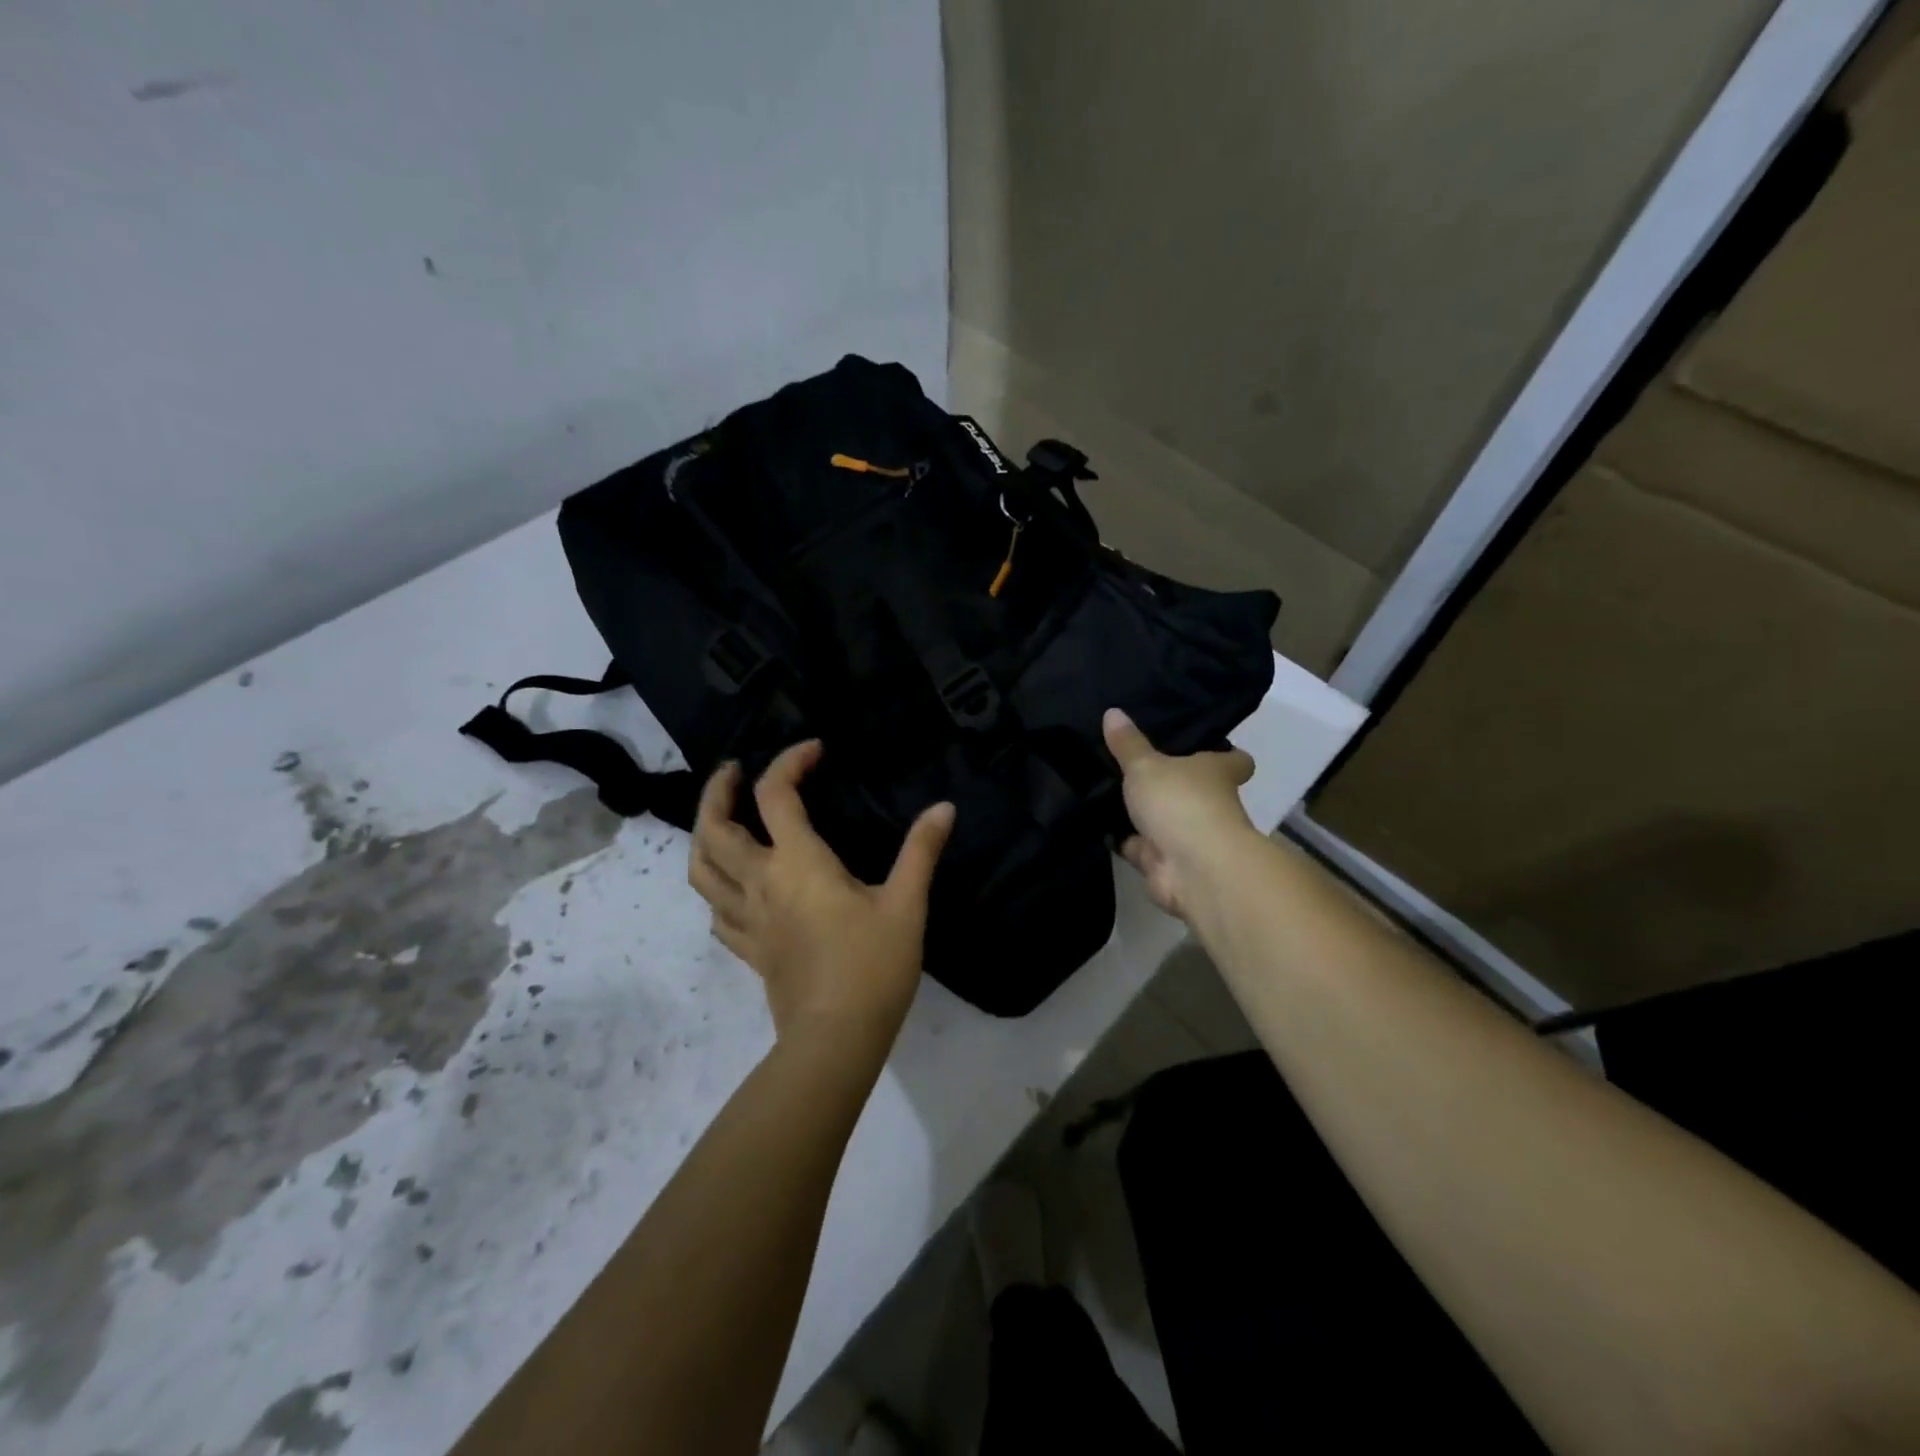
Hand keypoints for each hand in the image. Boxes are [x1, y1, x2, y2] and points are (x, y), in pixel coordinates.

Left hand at [689, 741, 955, 1046]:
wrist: (836, 1039)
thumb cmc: (873, 966)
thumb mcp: (905, 904)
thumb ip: (921, 851)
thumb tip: (943, 808)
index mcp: (797, 863)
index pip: (775, 795)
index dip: (789, 762)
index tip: (815, 751)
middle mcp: (761, 883)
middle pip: (715, 829)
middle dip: (718, 792)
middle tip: (734, 773)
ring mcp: (747, 919)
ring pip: (702, 870)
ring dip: (703, 837)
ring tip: (719, 822)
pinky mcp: (749, 950)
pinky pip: (716, 912)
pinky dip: (717, 889)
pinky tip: (733, 888)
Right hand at [1104, 708, 1259, 921]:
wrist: (1192, 868)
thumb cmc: (1180, 802)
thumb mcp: (1146, 765)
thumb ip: (1128, 744)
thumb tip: (1112, 711)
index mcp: (1217, 773)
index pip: (1234, 761)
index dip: (1224, 755)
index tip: (1203, 746)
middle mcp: (1210, 804)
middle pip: (1193, 791)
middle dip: (1168, 784)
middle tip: (1131, 764)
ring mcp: (1189, 837)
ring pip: (1163, 820)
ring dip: (1141, 814)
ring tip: (1104, 791)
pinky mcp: (1167, 864)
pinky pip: (1140, 847)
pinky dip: (1123, 840)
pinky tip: (1096, 824)